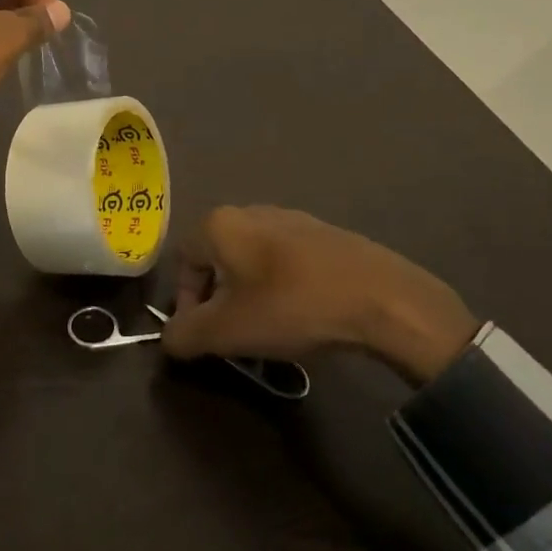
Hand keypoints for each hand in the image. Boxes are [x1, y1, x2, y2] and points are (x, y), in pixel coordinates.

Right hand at [163, 207, 479, 385]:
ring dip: (250, 296)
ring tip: (270, 331)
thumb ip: (185, 335)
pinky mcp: (325, 234)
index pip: (183, 262)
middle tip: (233, 336)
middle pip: (218, 259)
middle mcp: (250, 211)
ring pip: (253, 261)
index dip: (187, 302)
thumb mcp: (226, 331)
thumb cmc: (291, 307)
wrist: (382, 298)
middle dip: (219, 300)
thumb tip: (169, 339)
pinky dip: (283, 289)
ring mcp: (292, 218)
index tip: (203, 336)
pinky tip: (303, 316)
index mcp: (219, 224)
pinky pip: (287, 262)